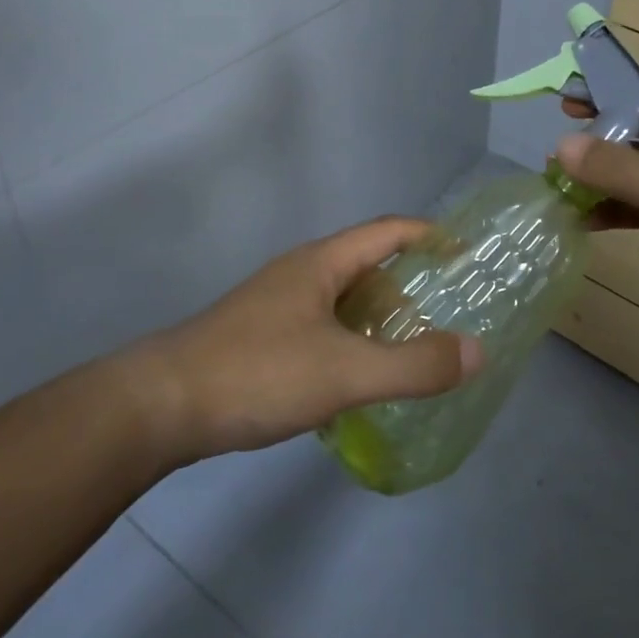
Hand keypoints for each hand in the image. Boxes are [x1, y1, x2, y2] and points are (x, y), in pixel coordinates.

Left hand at [132, 218, 482, 462]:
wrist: (161, 406)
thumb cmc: (258, 372)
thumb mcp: (345, 371)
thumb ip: (414, 365)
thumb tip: (477, 350)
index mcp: (320, 263)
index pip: (386, 232)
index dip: (428, 236)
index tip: (464, 252)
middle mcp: (298, 274)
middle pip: (365, 265)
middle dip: (407, 284)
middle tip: (445, 315)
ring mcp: (275, 306)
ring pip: (340, 302)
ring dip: (377, 318)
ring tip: (409, 351)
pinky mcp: (259, 338)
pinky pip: (321, 329)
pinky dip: (350, 344)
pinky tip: (356, 380)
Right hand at [557, 72, 638, 364]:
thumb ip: (618, 166)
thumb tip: (560, 146)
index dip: (607, 84)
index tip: (564, 100)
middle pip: (637, 126)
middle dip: (596, 134)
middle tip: (552, 147)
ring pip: (636, 170)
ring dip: (599, 175)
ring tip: (557, 185)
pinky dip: (613, 210)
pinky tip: (583, 220)